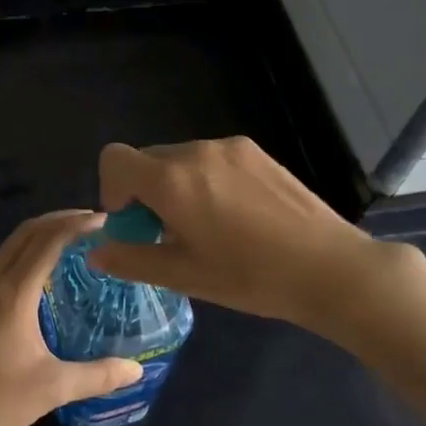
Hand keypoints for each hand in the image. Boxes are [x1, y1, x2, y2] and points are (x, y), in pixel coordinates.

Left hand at [0, 211, 143, 425]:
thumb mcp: (52, 390)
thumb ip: (98, 375)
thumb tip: (137, 370)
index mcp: (11, 294)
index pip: (47, 240)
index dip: (76, 224)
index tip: (104, 219)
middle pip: (25, 233)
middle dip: (59, 220)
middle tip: (92, 222)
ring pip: (8, 248)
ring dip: (39, 237)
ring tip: (71, 244)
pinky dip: (23, 256)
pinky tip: (40, 278)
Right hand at [90, 137, 381, 333]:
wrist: (328, 267)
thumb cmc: (250, 277)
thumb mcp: (184, 275)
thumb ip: (132, 259)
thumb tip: (96, 251)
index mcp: (171, 180)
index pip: (115, 158)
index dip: (111, 188)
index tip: (133, 221)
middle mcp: (196, 151)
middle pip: (148, 159)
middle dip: (145, 191)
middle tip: (169, 232)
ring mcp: (229, 147)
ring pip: (181, 158)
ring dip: (176, 185)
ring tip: (208, 225)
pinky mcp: (256, 151)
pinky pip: (212, 158)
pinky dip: (206, 179)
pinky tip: (236, 214)